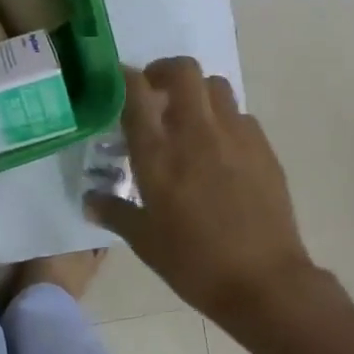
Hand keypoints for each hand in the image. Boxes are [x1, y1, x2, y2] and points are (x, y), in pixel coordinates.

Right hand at [86, 59, 331, 337]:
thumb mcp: (144, 240)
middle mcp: (196, 132)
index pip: (136, 91)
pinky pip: (240, 115)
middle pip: (182, 70)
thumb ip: (114, 212)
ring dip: (197, 91)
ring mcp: (235, 136)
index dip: (124, 77)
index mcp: (158, 153)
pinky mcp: (263, 149)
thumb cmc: (193, 262)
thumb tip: (89, 201)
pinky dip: (224, 119)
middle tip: (154, 93)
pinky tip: (219, 149)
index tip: (116, 81)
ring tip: (188, 118)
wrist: (264, 282)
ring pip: (216, 85)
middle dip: (163, 71)